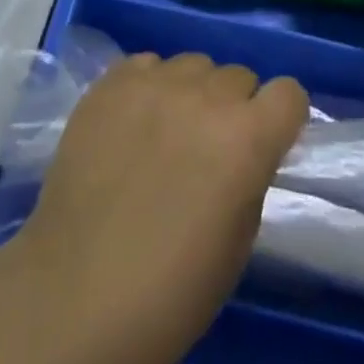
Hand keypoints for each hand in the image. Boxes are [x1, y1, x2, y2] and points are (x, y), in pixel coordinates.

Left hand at [5, 53, 307, 363]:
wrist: (74, 298)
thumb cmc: (170, 294)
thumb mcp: (238, 243)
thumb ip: (250, 177)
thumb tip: (244, 151)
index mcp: (246, 138)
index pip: (289, 93)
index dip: (281, 118)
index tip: (267, 143)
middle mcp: (204, 95)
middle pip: (238, 76)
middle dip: (234, 108)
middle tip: (209, 150)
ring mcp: (153, 83)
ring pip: (192, 65)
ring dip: (191, 93)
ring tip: (166, 135)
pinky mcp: (110, 82)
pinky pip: (146, 66)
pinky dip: (149, 87)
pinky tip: (131, 125)